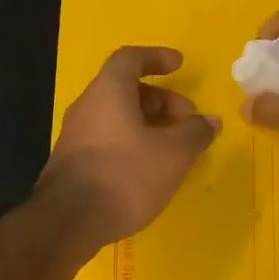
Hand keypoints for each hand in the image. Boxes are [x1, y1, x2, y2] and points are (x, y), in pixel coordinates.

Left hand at [38, 46, 218, 255]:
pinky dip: (132, 143)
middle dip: (161, 100)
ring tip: (174, 148)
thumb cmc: (124, 176)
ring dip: (148, 124)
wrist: (68, 222)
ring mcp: (76, 136)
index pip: (130, 58)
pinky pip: (108, 140)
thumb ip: (195, 133)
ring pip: (117, 117)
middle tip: (187, 119)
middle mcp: (87, 107)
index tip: (179, 65)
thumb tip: (210, 121)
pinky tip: (149, 169)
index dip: (156, 57)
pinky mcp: (73, 162)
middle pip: (126, 90)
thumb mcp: (173, 155)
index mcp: (108, 91)